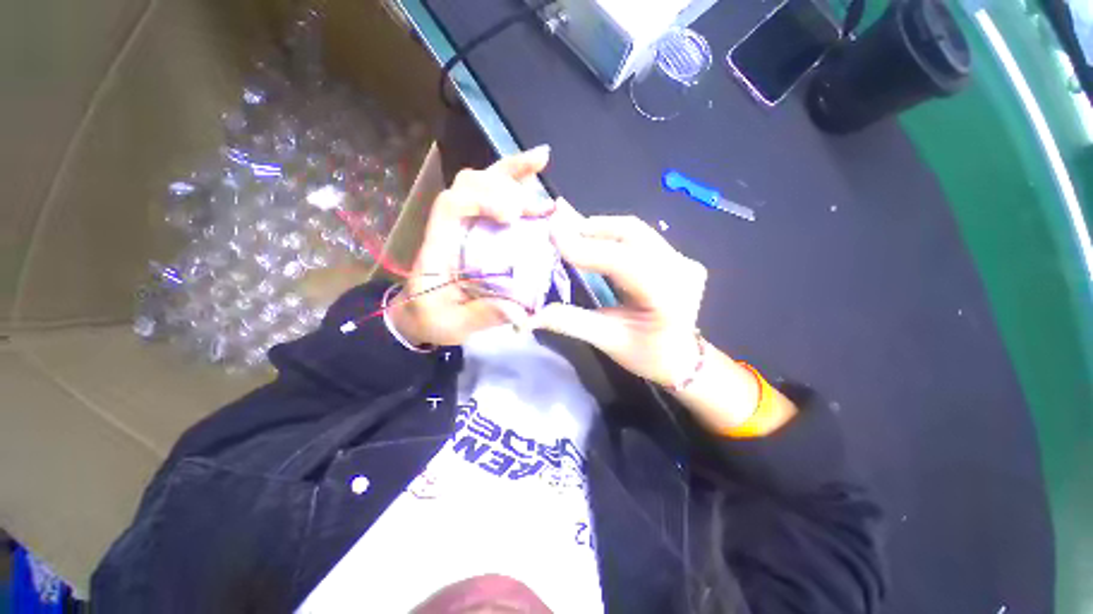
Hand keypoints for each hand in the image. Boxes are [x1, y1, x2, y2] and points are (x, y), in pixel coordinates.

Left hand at [389, 146, 556, 346]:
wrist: (420, 314)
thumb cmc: (431, 318)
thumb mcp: (452, 325)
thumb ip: (481, 316)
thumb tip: (519, 309)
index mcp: (438, 247)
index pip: (451, 205)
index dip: (481, 199)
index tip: (512, 216)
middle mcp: (452, 227)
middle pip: (468, 184)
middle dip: (503, 183)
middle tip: (538, 203)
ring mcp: (466, 224)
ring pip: (482, 183)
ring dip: (512, 172)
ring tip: (541, 161)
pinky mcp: (480, 229)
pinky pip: (495, 198)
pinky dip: (514, 183)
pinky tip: (536, 176)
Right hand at [530, 200, 707, 387]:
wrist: (682, 359)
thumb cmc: (647, 356)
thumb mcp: (607, 341)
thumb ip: (570, 322)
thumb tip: (530, 314)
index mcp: (668, 297)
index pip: (623, 262)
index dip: (586, 248)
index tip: (552, 234)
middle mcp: (682, 270)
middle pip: (632, 233)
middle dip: (591, 229)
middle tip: (559, 230)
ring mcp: (684, 260)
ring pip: (637, 230)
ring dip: (601, 229)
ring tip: (572, 234)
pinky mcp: (680, 257)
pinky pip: (642, 237)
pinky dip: (613, 236)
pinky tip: (595, 240)